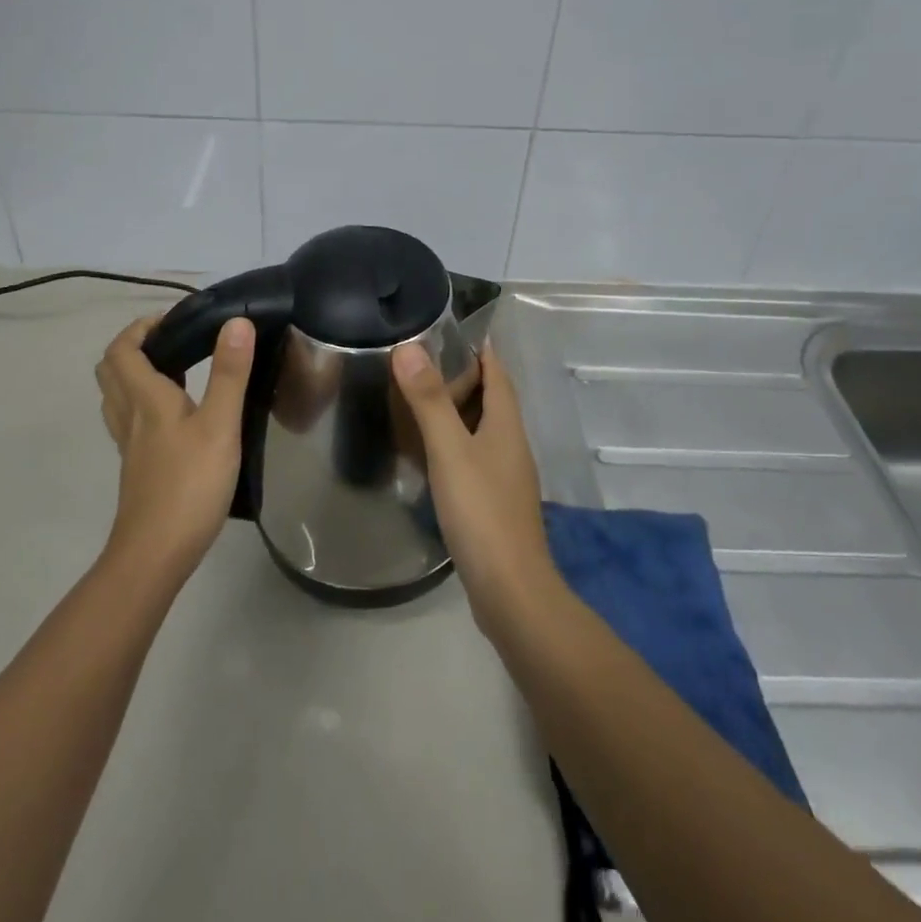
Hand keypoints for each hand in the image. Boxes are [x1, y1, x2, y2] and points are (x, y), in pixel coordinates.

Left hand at [95, 314, 253, 584]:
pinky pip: (129, 420)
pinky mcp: (137, 466)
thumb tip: (236, 322)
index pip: (123, 349)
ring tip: (176, 371)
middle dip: (135, 346)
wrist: (155, 554)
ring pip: (117, 396)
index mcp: (145, 398)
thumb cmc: (189, 484)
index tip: (174, 320)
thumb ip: (229, 373)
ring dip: (136, 374)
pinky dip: (144, 403)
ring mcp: (129, 444)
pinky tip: (176, 416)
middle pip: (112, 370)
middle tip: (174, 342)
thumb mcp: (219, 425)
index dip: (141, 327)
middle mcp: (129, 415)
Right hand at [391, 341, 557, 633]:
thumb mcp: (450, 450)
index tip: (454, 330)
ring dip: (460, 410)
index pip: (498, 373)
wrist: (511, 591)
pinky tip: (433, 453)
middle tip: (424, 362)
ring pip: (484, 429)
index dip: (481, 350)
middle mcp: (511, 445)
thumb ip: (429, 400)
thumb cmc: (482, 512)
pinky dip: (457, 442)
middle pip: (493, 399)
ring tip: (422, 400)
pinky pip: (476, 457)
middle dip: (466, 377)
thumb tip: (409, 347)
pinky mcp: (496, 503)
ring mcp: (506, 476)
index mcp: (506, 426)